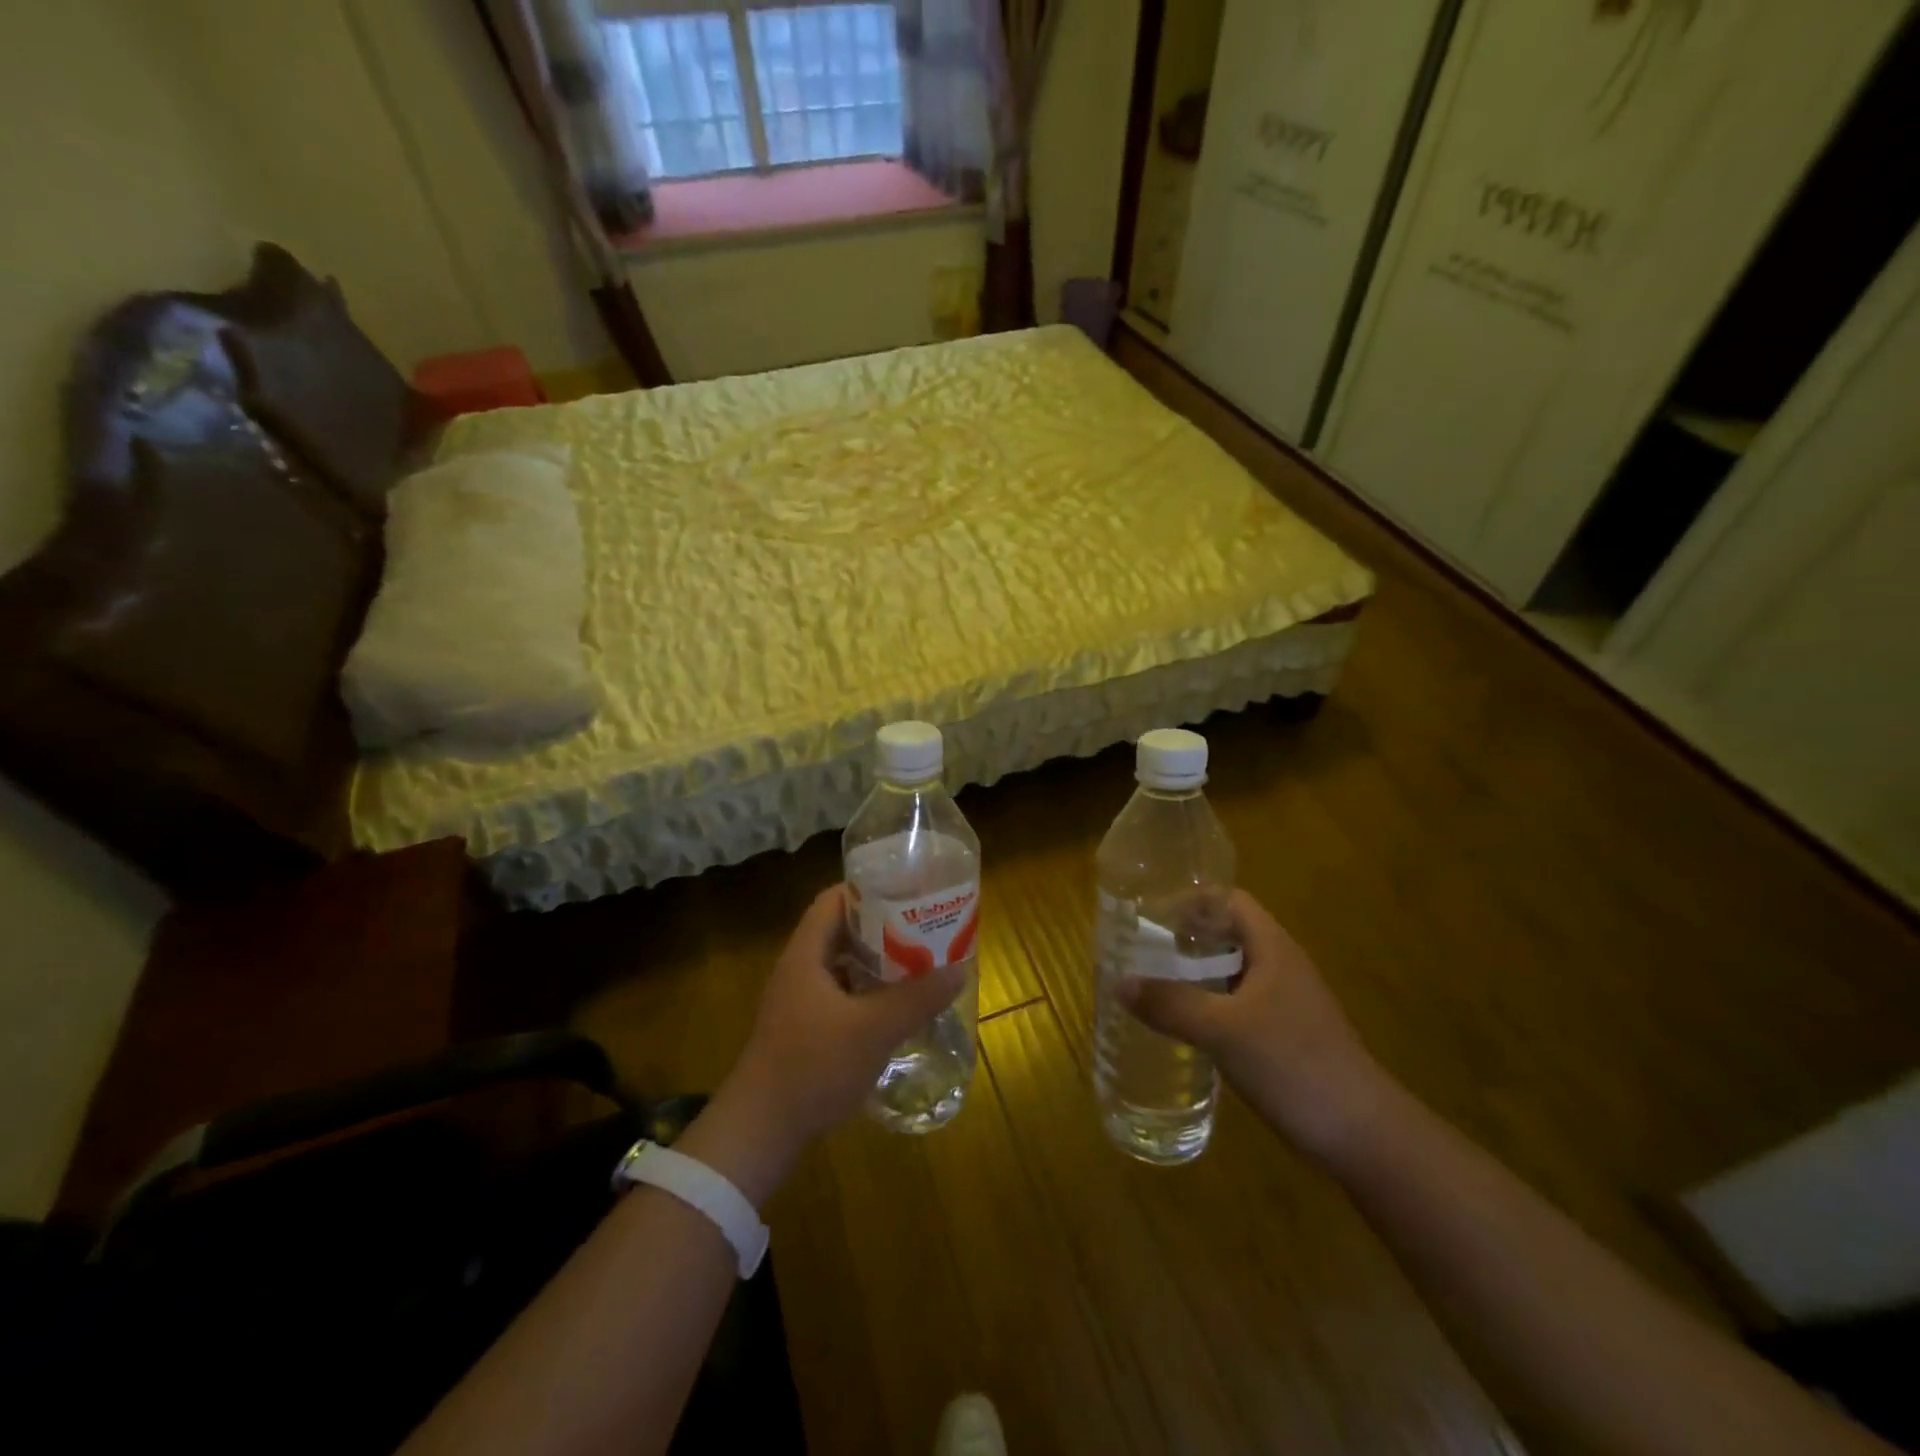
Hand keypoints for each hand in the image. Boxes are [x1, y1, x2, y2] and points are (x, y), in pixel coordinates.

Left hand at [716, 885, 967, 1165]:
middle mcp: (799, 970)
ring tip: (919, 963)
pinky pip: (842, 996)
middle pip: (842, 931)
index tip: (907, 891)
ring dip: (878, 963)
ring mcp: (799, 1002)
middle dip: (883, 927)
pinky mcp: (804, 1031)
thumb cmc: (812, 1067)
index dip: (868, 889)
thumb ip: (917, 998)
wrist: (760, 1132)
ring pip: (843, 966)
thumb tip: (960, 969)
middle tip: (924, 928)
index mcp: (806, 954)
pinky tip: (896, 1008)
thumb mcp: (873, 1030)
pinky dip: (868, 993)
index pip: (834, 900)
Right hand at [1120, 890, 1390, 1160]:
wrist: (1363, 1135)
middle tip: (1142, 951)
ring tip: (1153, 985)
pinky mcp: (1286, 1037)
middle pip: (1228, 934)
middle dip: (1185, 938)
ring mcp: (1287, 1004)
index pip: (1229, 900)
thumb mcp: (1223, 1031)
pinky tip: (1186, 1028)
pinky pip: (1238, 1006)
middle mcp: (1281, 967)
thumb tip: (1119, 982)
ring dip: (1195, 974)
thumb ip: (1171, 1005)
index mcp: (1272, 948)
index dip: (1191, 900)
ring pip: (1232, 973)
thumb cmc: (1294, 1064)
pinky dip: (1209, 1006)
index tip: (1150, 914)